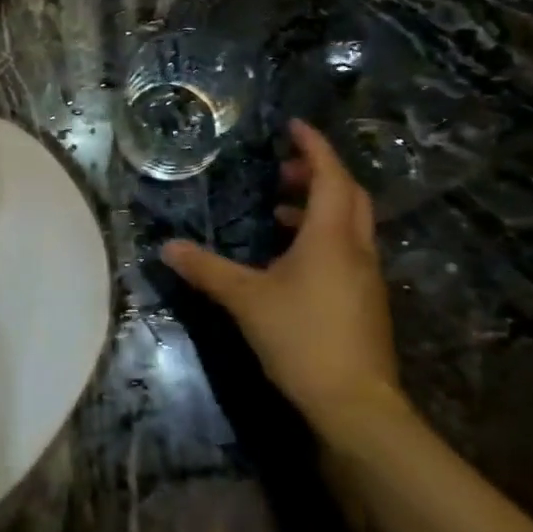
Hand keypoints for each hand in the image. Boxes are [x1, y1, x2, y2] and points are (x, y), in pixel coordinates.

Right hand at [164, 120, 400, 431]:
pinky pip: (346, 249)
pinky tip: (291, 257)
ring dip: (319, 206)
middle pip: (347, 195)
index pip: (329, 176)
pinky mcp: (364, 301)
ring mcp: (365, 277)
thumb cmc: (301, 338)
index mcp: (331, 237)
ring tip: (278, 209)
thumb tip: (167, 247)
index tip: (293, 126)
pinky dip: (322, 236)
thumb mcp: (245, 299)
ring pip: (349, 224)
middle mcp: (356, 249)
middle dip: (318, 174)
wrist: (355, 404)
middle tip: (282, 168)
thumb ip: (206, 269)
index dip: (314, 147)